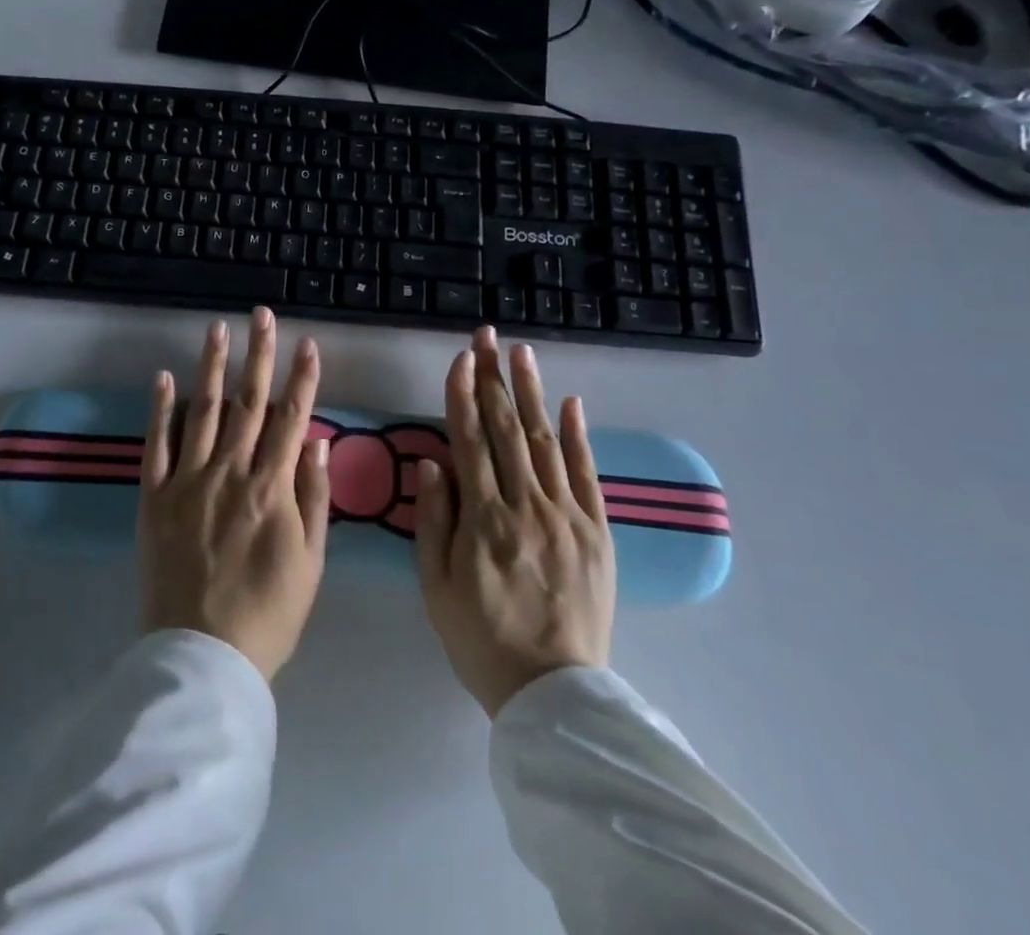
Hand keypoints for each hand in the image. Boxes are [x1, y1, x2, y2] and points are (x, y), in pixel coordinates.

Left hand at [139, 308, 332, 681]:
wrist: (202, 657)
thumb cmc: (268, 614)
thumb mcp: (311, 563)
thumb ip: (314, 498)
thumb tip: (315, 442)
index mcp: (271, 488)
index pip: (291, 419)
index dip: (301, 379)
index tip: (308, 343)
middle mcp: (230, 472)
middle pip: (248, 403)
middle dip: (258, 355)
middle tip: (261, 316)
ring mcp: (188, 481)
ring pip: (204, 411)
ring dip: (212, 367)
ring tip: (216, 329)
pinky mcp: (153, 498)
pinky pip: (156, 445)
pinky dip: (160, 409)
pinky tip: (164, 377)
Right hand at [415, 325, 615, 716]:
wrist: (553, 692)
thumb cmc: (480, 638)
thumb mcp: (437, 586)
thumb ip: (434, 520)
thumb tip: (433, 461)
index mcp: (482, 519)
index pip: (469, 440)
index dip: (462, 395)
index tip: (460, 359)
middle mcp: (525, 506)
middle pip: (505, 429)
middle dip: (494, 377)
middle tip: (487, 336)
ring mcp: (566, 517)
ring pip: (544, 441)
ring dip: (531, 393)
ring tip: (522, 352)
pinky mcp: (596, 532)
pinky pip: (587, 475)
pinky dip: (578, 436)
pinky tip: (570, 403)